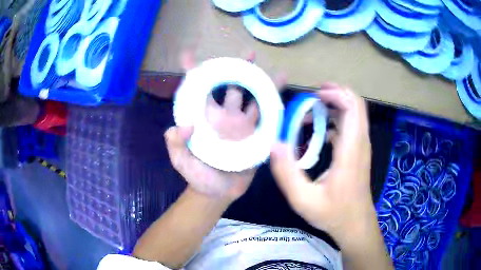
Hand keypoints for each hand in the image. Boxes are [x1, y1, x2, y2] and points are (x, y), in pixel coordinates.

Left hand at [165, 52, 280, 200]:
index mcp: (203, 117)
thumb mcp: (182, 162)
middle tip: (247, 53)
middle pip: (228, 84)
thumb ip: (176, 145)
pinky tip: (281, 84)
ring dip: (258, 79)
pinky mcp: (255, 132)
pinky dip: (273, 99)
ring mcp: (240, 122)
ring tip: (268, 65)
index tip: (189, 54)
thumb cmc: (198, 176)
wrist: (219, 192)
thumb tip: (182, 124)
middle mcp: (222, 114)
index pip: (195, 89)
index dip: (192, 71)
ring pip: (250, 94)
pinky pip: (266, 112)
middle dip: (235, 67)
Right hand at [270, 83, 374, 242]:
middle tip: (310, 98)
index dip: (335, 94)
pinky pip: (350, 125)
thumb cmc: (333, 213)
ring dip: (333, 106)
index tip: (313, 97)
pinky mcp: (358, 151)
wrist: (356, 224)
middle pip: (356, 104)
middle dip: (334, 93)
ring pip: (354, 113)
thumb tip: (274, 144)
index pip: (353, 107)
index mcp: (351, 149)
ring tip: (309, 113)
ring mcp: (361, 146)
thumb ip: (287, 173)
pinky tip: (317, 133)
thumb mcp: (303, 200)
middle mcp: (360, 142)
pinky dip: (335, 120)